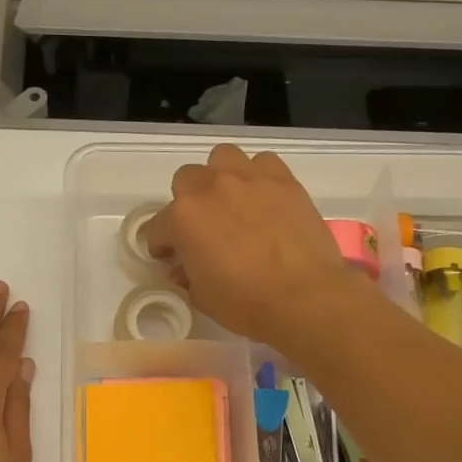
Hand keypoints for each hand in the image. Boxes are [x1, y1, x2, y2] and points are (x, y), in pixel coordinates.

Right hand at [143, 144, 373, 353]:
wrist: (303, 297)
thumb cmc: (245, 303)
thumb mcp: (202, 296)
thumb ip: (187, 274)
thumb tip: (185, 267)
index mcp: (183, 218)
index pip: (158, 227)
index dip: (162, 245)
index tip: (170, 258)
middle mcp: (210, 188)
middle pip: (186, 179)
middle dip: (187, 202)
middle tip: (201, 227)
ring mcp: (249, 178)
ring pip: (222, 158)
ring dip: (220, 176)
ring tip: (231, 202)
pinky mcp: (283, 180)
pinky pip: (263, 163)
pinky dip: (258, 177)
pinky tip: (264, 199)